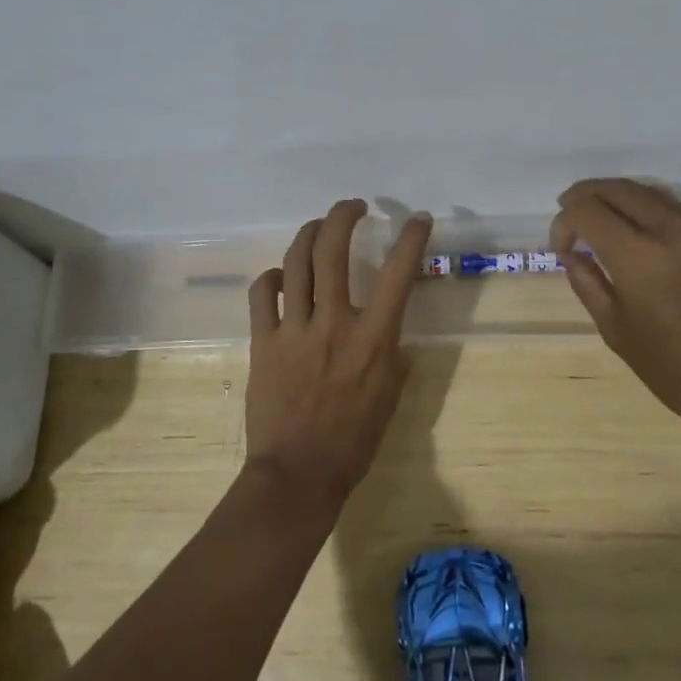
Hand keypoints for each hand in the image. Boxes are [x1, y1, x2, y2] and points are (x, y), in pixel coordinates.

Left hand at [244, 199, 432, 512]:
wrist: (298, 474)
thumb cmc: (353, 442)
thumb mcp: (390, 398)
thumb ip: (393, 356)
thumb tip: (390, 333)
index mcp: (373, 340)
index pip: (397, 274)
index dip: (411, 239)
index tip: (419, 219)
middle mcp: (333, 324)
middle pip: (333, 250)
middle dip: (343, 216)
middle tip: (353, 206)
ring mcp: (293, 329)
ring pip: (296, 262)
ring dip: (309, 234)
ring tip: (319, 227)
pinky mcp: (263, 341)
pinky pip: (262, 294)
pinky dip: (272, 277)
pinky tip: (281, 277)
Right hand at [551, 178, 680, 438]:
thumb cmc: (678, 372)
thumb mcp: (617, 332)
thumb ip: (588, 283)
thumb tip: (571, 254)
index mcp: (639, 258)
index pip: (587, 210)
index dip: (564, 221)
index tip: (562, 247)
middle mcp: (672, 232)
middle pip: (618, 189)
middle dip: (586, 196)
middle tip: (569, 214)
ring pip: (649, 192)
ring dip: (617, 197)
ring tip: (600, 217)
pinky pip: (676, 209)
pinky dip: (647, 209)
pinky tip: (638, 232)